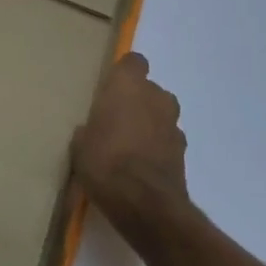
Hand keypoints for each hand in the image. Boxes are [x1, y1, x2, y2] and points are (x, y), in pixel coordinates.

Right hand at [71, 53, 188, 235]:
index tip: (111, 89)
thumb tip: (95, 131)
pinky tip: (142, 167)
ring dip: (150, 125)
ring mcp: (173, 125)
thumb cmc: (104, 161)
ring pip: (161, 116)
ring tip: (130, 148)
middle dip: (137, 102)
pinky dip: (158, 149)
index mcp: (128, 85)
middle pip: (149, 90)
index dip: (123, 74)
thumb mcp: (81, 144)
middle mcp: (155, 97)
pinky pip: (167, 141)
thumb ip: (91, 128)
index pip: (133, 62)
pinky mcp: (184, 153)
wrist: (144, 203)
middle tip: (116, 121)